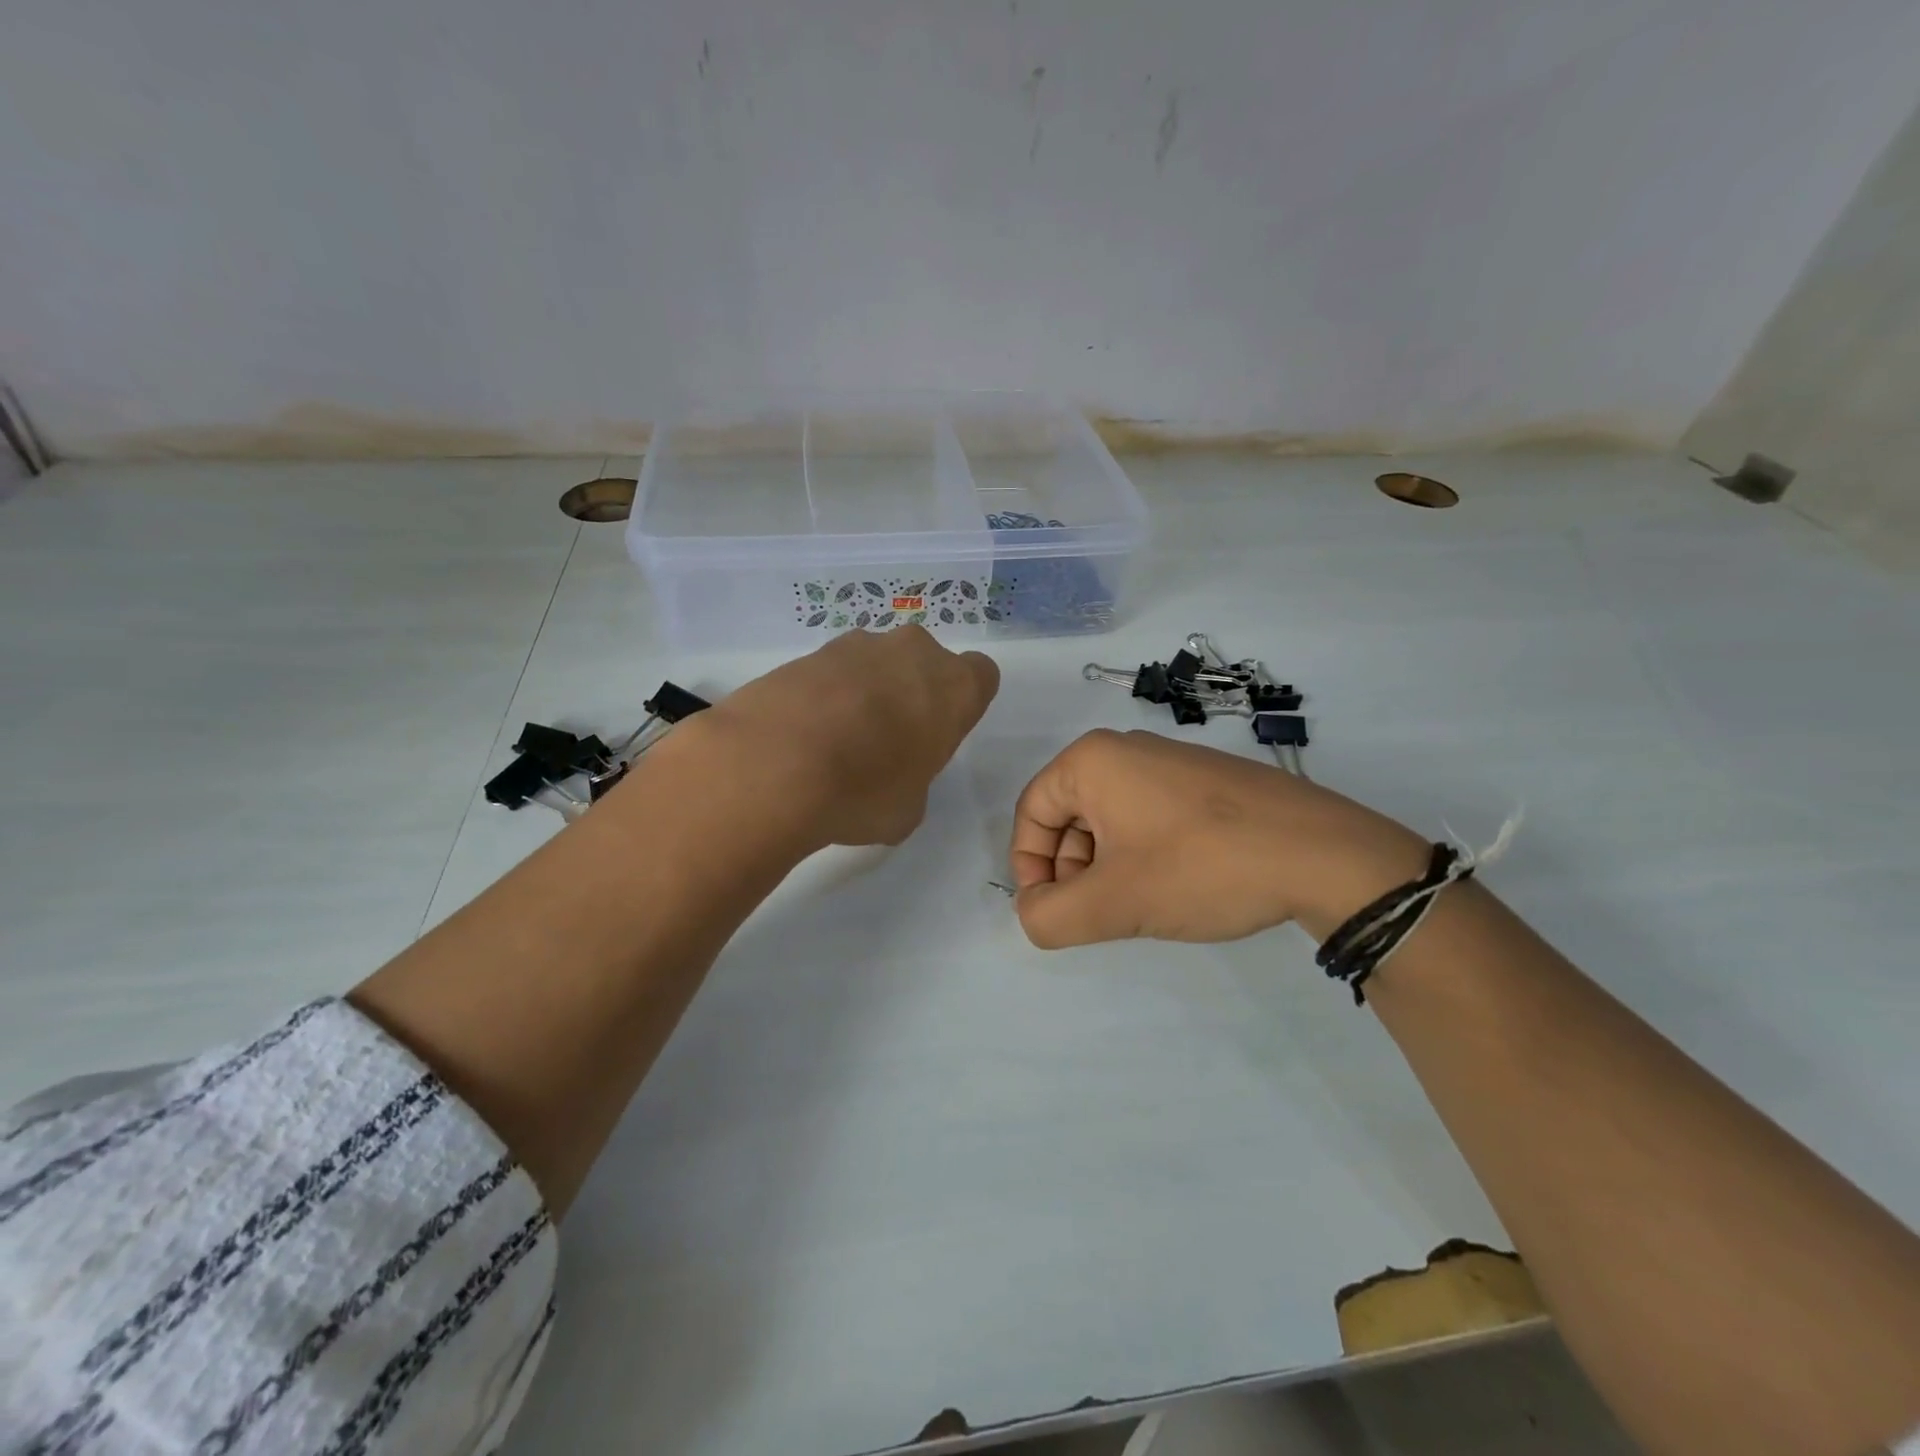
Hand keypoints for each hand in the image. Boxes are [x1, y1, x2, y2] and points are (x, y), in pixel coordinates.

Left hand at [700, 626, 999, 847]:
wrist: (776, 764)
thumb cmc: (864, 790)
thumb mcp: (908, 810)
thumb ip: (913, 782)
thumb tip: (891, 781)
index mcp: (954, 686)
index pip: (981, 676)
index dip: (961, 705)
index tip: (938, 734)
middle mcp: (912, 652)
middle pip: (924, 664)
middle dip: (911, 693)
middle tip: (888, 741)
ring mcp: (856, 645)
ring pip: (876, 663)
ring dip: (866, 692)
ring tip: (837, 741)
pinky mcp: (808, 652)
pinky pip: (831, 672)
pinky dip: (825, 696)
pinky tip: (804, 736)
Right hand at [1009, 729, 1428, 947]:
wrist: (1323, 853)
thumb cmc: (1201, 867)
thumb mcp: (1113, 903)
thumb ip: (1049, 916)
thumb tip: (1035, 912)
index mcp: (1091, 760)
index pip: (1029, 813)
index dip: (1029, 869)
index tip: (1056, 911)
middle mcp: (1125, 749)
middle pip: (1067, 817)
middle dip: (1072, 872)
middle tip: (1101, 915)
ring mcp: (1170, 762)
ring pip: (1109, 822)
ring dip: (1107, 869)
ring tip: (1141, 906)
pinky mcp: (1204, 782)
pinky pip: (1148, 819)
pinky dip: (1143, 857)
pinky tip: (1176, 887)